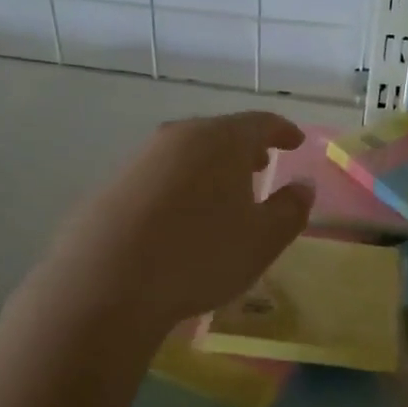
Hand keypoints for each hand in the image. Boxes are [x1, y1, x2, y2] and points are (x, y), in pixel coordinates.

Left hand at [46, 112, 313, 335]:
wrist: (104, 284)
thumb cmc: (199, 256)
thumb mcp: (262, 240)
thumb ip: (291, 209)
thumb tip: (303, 186)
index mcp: (221, 140)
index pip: (261, 123)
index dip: (283, 131)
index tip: (296, 142)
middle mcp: (179, 137)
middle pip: (221, 133)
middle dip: (246, 148)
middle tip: (262, 165)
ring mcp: (141, 159)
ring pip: (189, 153)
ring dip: (212, 166)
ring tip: (225, 192)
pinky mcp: (113, 185)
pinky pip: (161, 175)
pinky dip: (183, 185)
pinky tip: (183, 216)